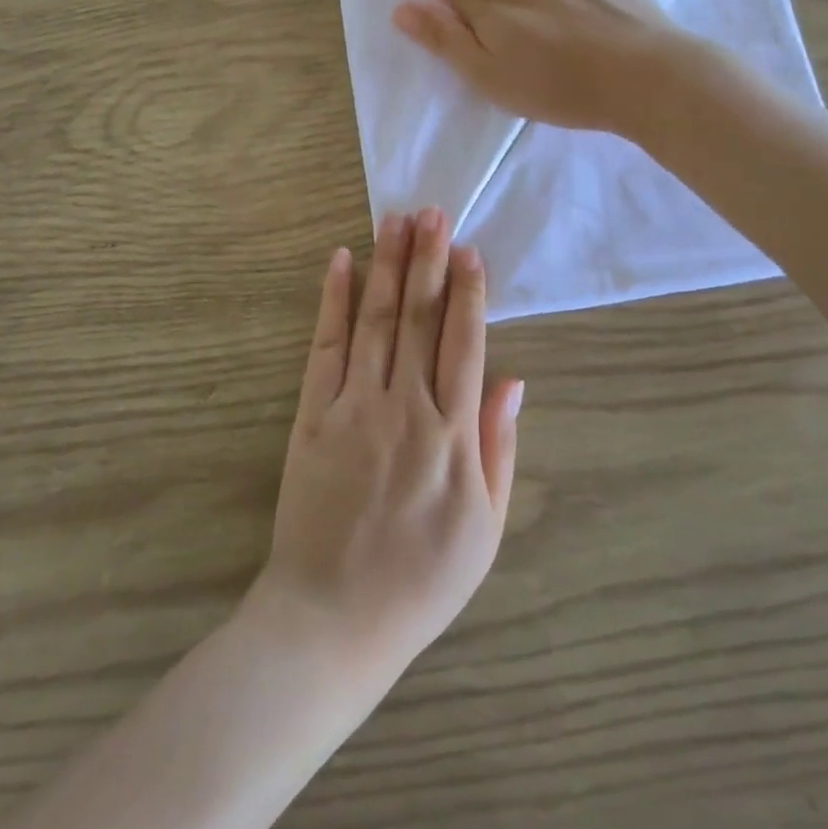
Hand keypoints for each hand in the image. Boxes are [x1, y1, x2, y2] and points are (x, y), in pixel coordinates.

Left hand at [254, 209, 522, 680]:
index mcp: (453, 435)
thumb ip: (499, 447)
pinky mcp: (313, 413)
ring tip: (396, 220)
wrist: (333, 617)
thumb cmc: (420, 579)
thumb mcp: (485, 528)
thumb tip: (514, 380)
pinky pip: (325, 346)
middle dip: (428, 259)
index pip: (464, 343)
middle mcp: (405, 406)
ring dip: (388, 265)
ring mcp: (355, 405)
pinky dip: (332, 300)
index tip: (469, 249)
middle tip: (432, 210)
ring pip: (376, 319)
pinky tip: (340, 261)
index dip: (469, 291)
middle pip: (420, 318)